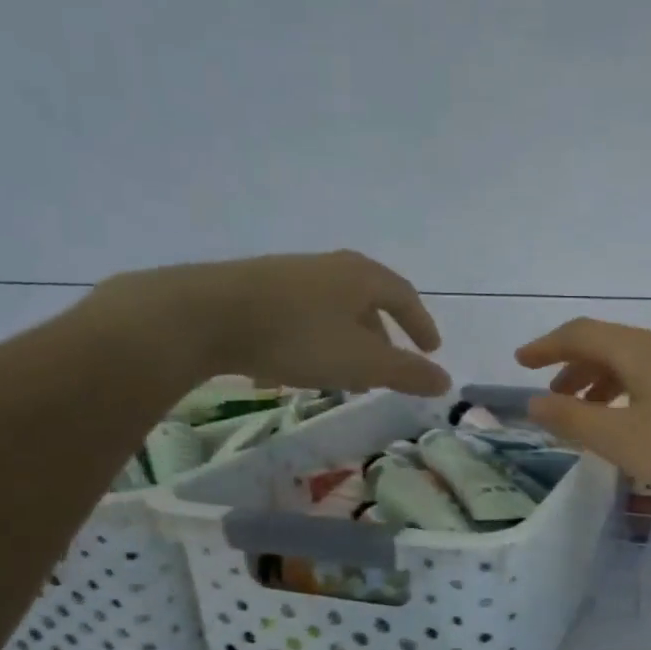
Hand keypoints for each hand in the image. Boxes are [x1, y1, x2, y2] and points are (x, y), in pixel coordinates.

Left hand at [87, 251, 449, 395]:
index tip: (431, 350)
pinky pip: (303, 315)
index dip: (421, 325)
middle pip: (368, 301)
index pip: (405, 297)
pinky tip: (301, 366)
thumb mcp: (362, 362)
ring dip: (348, 340)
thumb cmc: (298, 336)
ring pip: (334, 310)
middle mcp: (330, 267)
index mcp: (362, 277)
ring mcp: (291, 274)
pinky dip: (316, 339)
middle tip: (388, 367)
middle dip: (383, 336)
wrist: (204, 316)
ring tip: (346, 373)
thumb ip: (407, 373)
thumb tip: (446, 382)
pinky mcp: (257, 288)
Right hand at [515, 319, 650, 497]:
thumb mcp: (621, 438)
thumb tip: (534, 402)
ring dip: (601, 383)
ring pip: (632, 364)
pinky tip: (634, 424)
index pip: (580, 334)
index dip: (546, 346)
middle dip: (572, 367)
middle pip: (607, 345)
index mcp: (637, 350)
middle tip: (552, 396)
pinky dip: (627, 394)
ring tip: (587, 415)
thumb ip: (573, 419)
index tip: (520, 362)